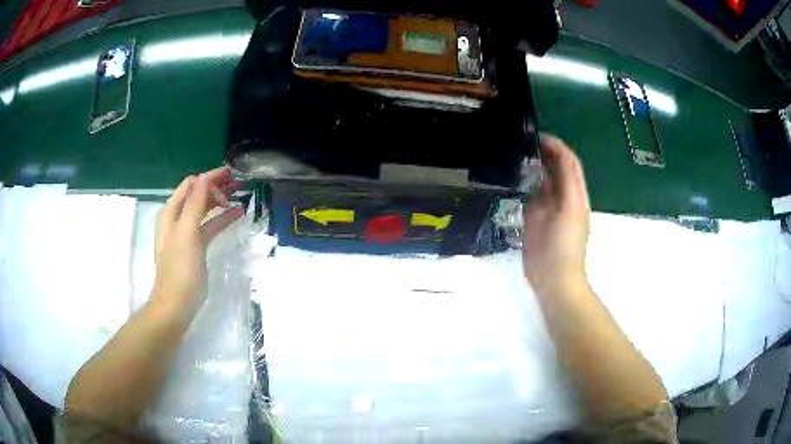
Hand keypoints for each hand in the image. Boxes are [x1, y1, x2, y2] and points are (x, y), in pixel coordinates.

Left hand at [152, 166, 243, 316]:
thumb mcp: (187, 233)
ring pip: (205, 210)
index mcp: (172, 213)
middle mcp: (178, 219)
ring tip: (239, 195)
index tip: (230, 179)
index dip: (209, 179)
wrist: (176, 305)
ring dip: (220, 201)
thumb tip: (204, 177)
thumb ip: (195, 204)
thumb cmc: (180, 269)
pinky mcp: (196, 248)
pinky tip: (236, 215)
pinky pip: (209, 227)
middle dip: (216, 186)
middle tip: (237, 183)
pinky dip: (221, 219)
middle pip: (197, 195)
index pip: (191, 185)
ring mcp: (187, 234)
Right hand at [522, 134, 590, 296]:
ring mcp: (548, 209)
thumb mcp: (570, 211)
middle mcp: (563, 198)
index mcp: (575, 195)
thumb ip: (566, 184)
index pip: (569, 163)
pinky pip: (529, 195)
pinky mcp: (534, 220)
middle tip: (522, 142)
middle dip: (544, 153)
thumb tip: (552, 159)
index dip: (557, 147)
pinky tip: (512, 177)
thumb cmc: (565, 247)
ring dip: (532, 166)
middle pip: (556, 169)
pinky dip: (523, 183)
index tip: (538, 136)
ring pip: (542, 180)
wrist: (554, 280)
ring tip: (515, 154)